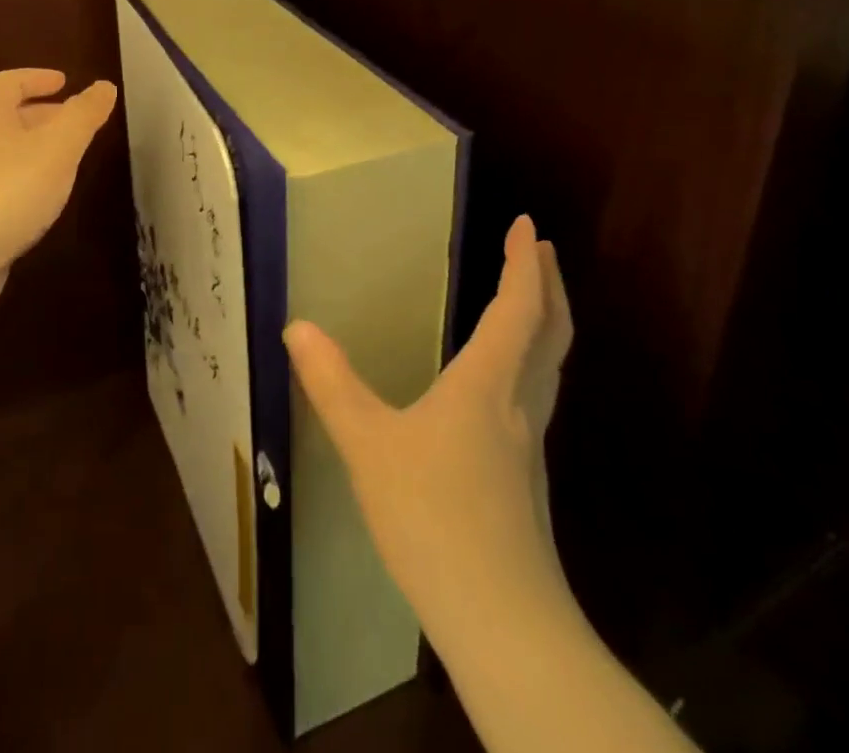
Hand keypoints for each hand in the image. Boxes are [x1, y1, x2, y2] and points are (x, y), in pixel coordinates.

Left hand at [0, 69, 118, 309]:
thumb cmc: (7, 190)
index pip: (9, 84)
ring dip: (38, 155)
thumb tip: (104, 86)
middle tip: (77, 125)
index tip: (64, 81)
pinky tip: (44, 207)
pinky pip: (2, 192)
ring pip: (7, 157)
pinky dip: (27, 189)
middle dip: (44, 117)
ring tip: (69, 166)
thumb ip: (83, 116)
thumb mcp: (57, 147)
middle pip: (8, 120)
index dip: (36, 78)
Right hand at [283, 216, 572, 634]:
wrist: (502, 623)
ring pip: (550, 367)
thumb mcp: (368, 445)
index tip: (526, 225)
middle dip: (548, 284)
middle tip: (539, 249)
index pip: (517, 308)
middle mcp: (518, 406)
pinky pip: (536, 396)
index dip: (522, 264)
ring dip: (545, 322)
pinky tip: (501, 382)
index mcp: (488, 384)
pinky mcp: (525, 480)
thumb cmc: (434, 517)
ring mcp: (528, 446)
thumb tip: (297, 327)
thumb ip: (332, 383)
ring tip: (527, 301)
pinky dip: (530, 362)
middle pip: (550, 332)